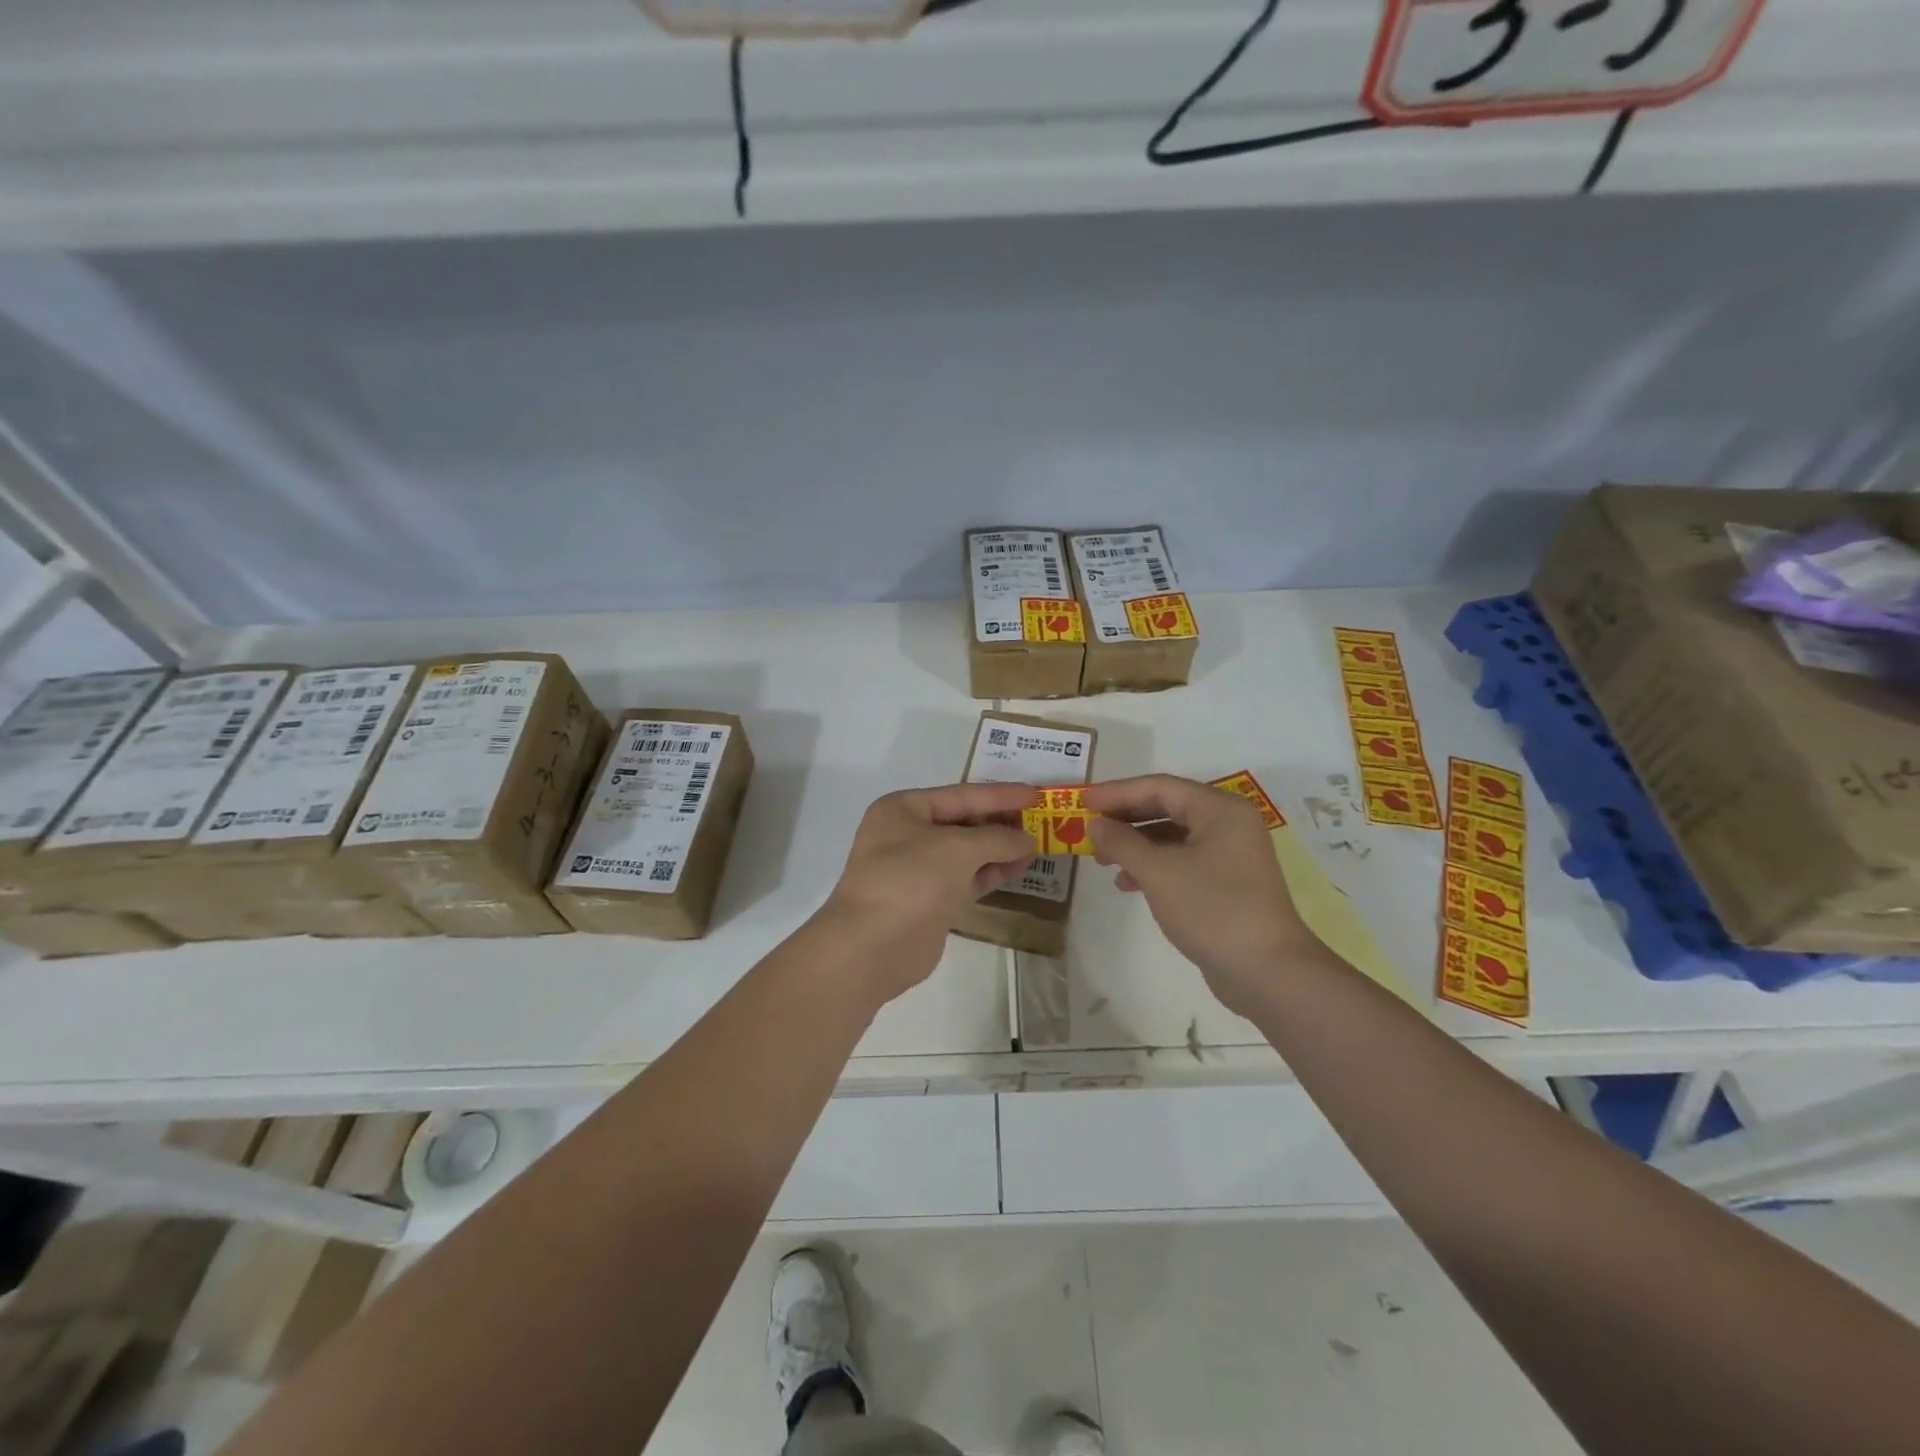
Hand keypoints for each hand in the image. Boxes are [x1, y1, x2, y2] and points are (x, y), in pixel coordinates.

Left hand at [816, 783, 1038, 1002]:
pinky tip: (1018, 869)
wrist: (872, 946)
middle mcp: (907, 834)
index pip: (961, 794)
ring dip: (999, 849)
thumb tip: (1027, 840)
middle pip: (963, 821)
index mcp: (904, 809)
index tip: (1036, 793)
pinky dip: (990, 873)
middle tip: (1041, 821)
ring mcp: (917, 869)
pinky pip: (966, 878)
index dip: (1000, 794)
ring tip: (1037, 846)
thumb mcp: (958, 848)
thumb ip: (998, 838)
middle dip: (1001, 822)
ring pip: (966, 852)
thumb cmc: (911, 880)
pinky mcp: (929, 900)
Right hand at [1084, 774, 1320, 1016]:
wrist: (1268, 972)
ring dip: (1136, 844)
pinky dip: (1154, 867)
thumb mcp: (1158, 872)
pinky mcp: (1227, 883)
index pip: (1160, 787)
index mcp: (1220, 809)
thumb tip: (1096, 824)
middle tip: (1089, 828)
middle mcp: (1229, 824)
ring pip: (1173, 836)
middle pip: (1167, 808)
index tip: (1082, 800)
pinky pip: (1182, 861)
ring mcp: (1231, 855)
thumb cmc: (1212, 910)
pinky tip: (1128, 884)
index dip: (1117, 792)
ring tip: (1103, 860)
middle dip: (1125, 818)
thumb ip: (1122, 842)